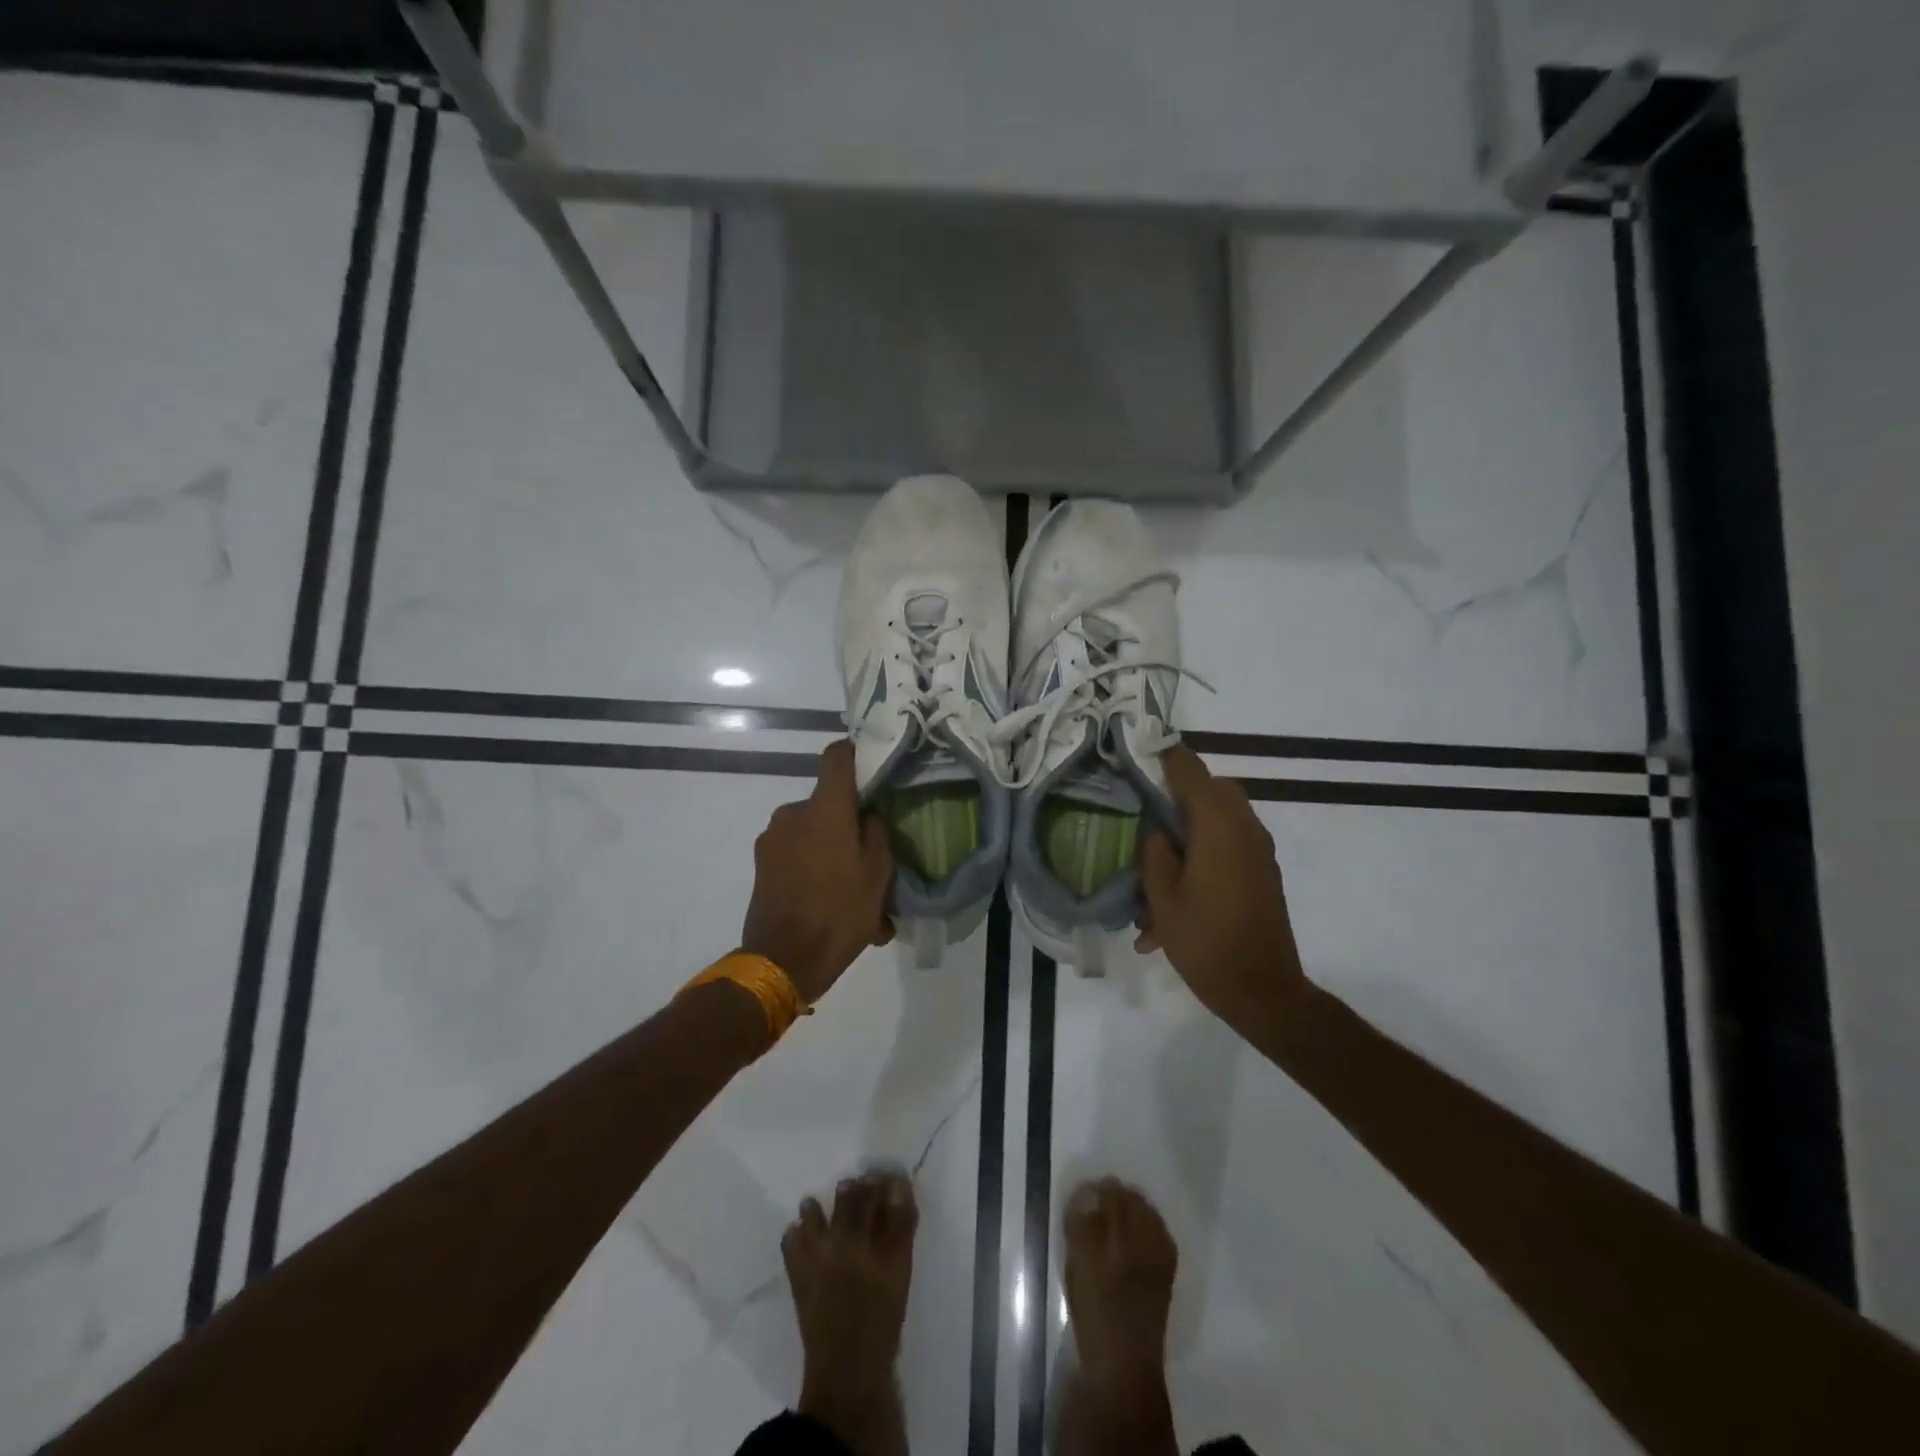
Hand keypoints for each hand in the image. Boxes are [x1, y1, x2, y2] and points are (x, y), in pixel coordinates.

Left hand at [741, 742, 895, 1002]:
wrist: (783, 961)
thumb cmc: (839, 913)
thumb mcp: (878, 874)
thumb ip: (876, 833)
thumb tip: (867, 815)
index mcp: (825, 808)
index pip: (836, 757)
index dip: (854, 754)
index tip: (871, 767)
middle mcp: (793, 813)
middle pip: (826, 803)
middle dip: (846, 821)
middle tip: (867, 854)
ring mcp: (772, 838)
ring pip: (811, 831)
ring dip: (829, 849)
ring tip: (849, 887)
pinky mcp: (761, 863)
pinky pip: (795, 853)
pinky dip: (812, 867)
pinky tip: (827, 900)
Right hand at [1138, 746, 1308, 1026]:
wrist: (1262, 990)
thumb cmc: (1205, 940)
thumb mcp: (1162, 896)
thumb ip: (1156, 851)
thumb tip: (1160, 830)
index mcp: (1218, 825)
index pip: (1189, 769)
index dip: (1163, 755)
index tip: (1137, 748)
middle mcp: (1245, 828)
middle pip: (1210, 790)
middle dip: (1177, 794)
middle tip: (1144, 810)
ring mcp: (1258, 851)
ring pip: (1219, 819)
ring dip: (1189, 830)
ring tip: (1156, 867)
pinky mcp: (1262, 873)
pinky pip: (1229, 846)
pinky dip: (1203, 855)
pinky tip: (1175, 895)